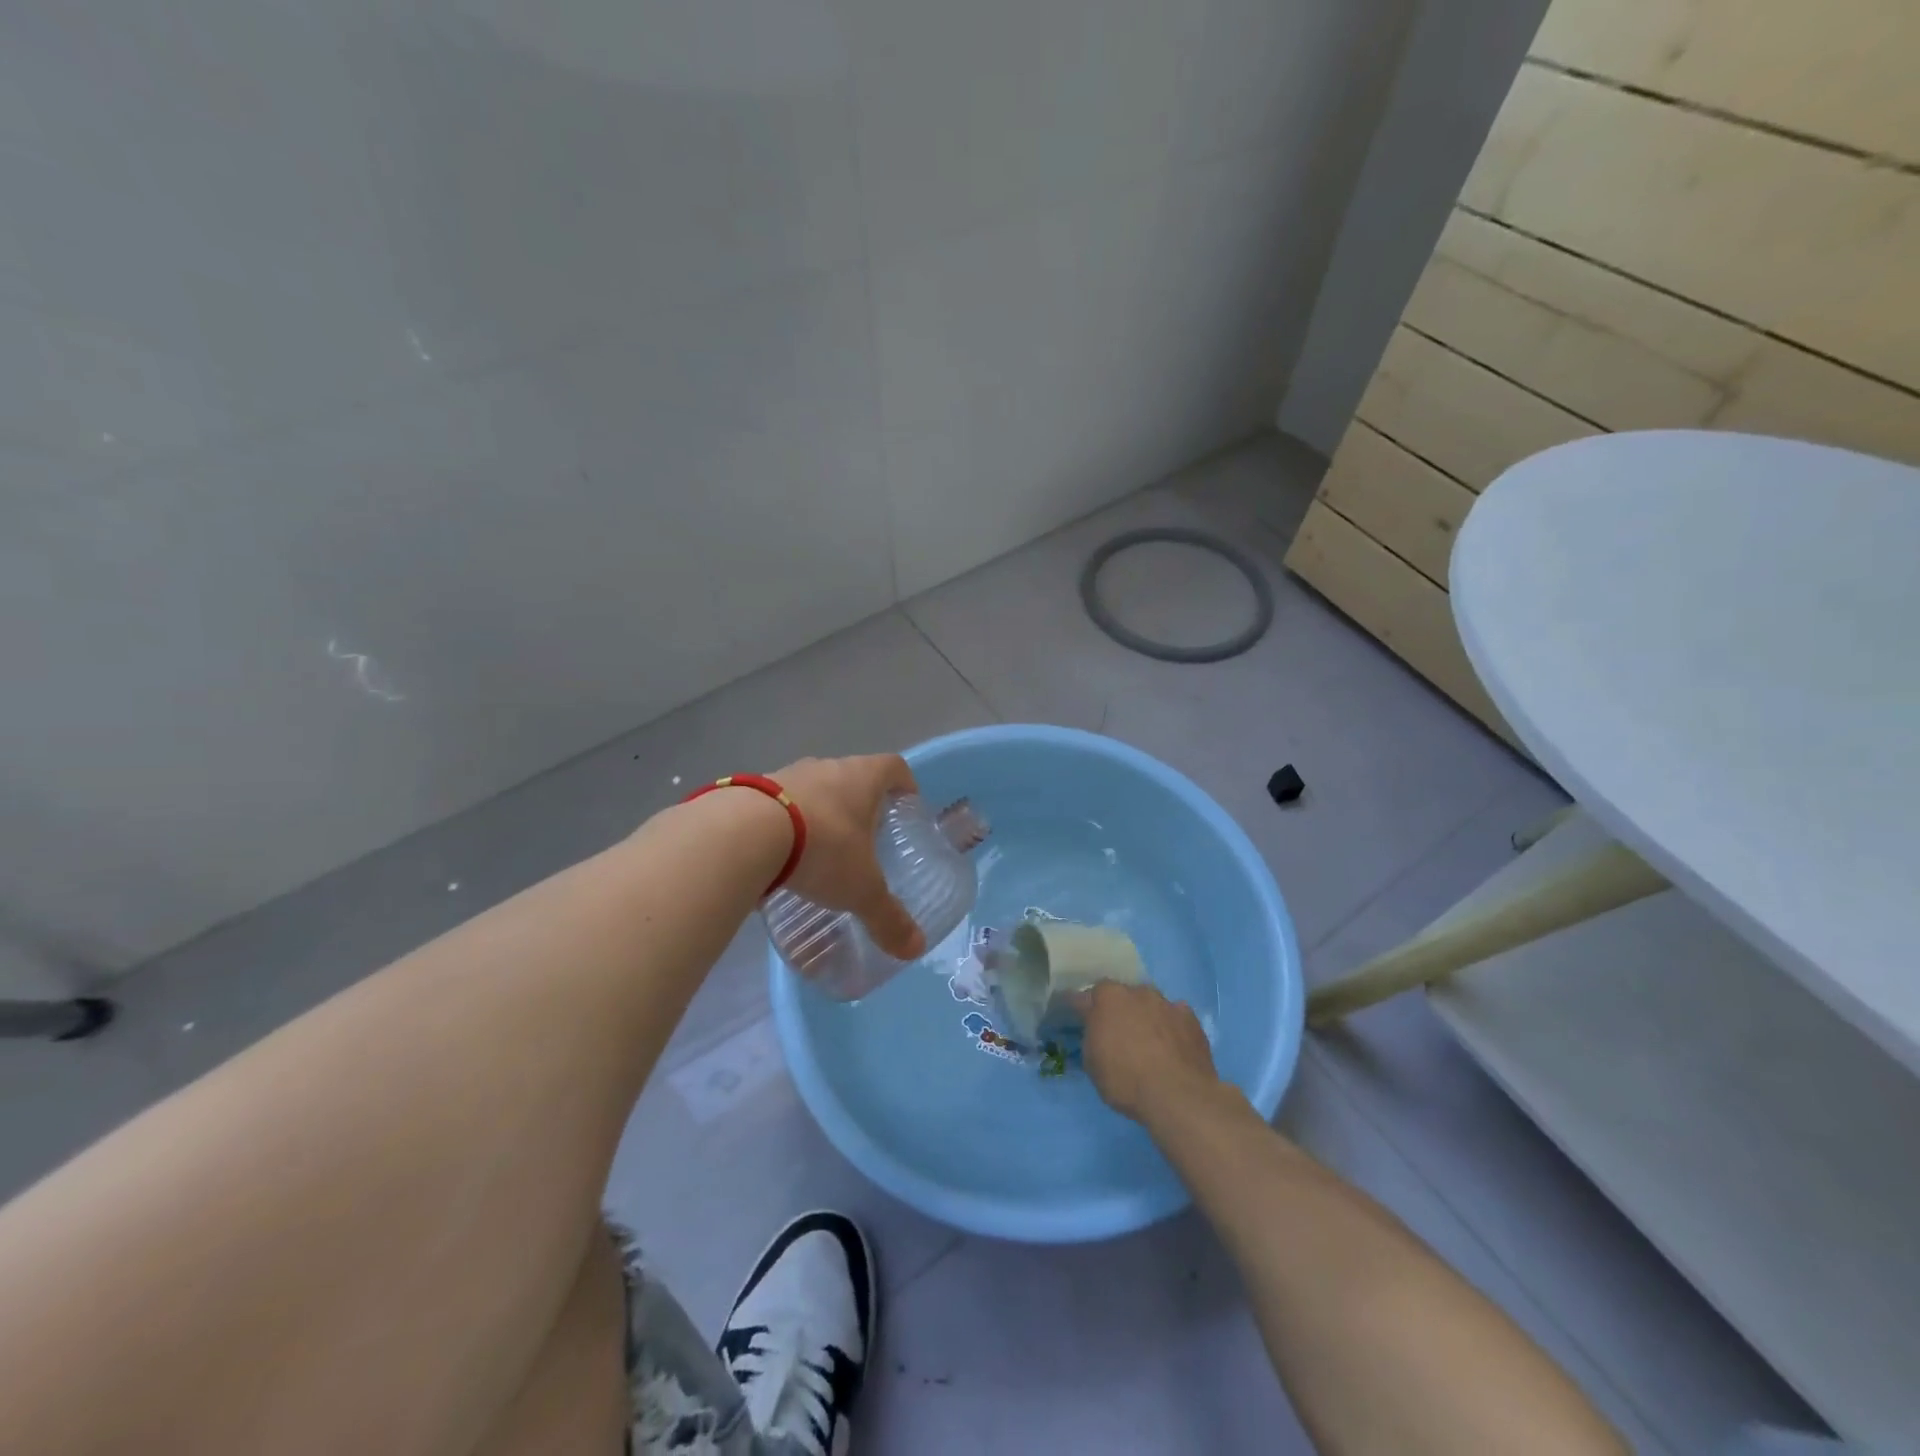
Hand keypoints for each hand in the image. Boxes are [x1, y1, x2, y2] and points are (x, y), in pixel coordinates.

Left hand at [771, 755, 926, 960]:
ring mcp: (786, 775)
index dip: (904, 784)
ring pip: (813, 789)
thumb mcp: (860, 889)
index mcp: (862, 778)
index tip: (906, 805)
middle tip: (866, 838)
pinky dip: (785, 824)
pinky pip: (777, 805)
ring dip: (820, 813)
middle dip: (861, 804)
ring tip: (820, 850)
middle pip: (852, 777)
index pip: (894, 767)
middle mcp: (827, 767)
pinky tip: (781, 856)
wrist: (742, 833)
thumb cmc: (822, 848)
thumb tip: (915, 948)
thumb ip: (887, 917)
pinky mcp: (751, 791)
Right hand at [1071, 980, 1219, 1122]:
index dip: (1082, 1008)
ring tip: (1149, 1043)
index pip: (1086, 996)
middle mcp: (1136, 992)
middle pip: (1122, 995)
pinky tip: (1173, 1047)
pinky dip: (1171, 1027)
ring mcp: (1166, 1003)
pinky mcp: (1190, 1018)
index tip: (1081, 1018)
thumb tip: (1097, 1030)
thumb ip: (1092, 1037)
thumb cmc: (1126, 1080)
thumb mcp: (1092, 1064)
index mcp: (1107, 998)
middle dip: (1119, 1010)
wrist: (1178, 1096)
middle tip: (1119, 1035)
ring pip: (1150, 1003)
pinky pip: (1175, 1017)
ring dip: (1146, 1016)